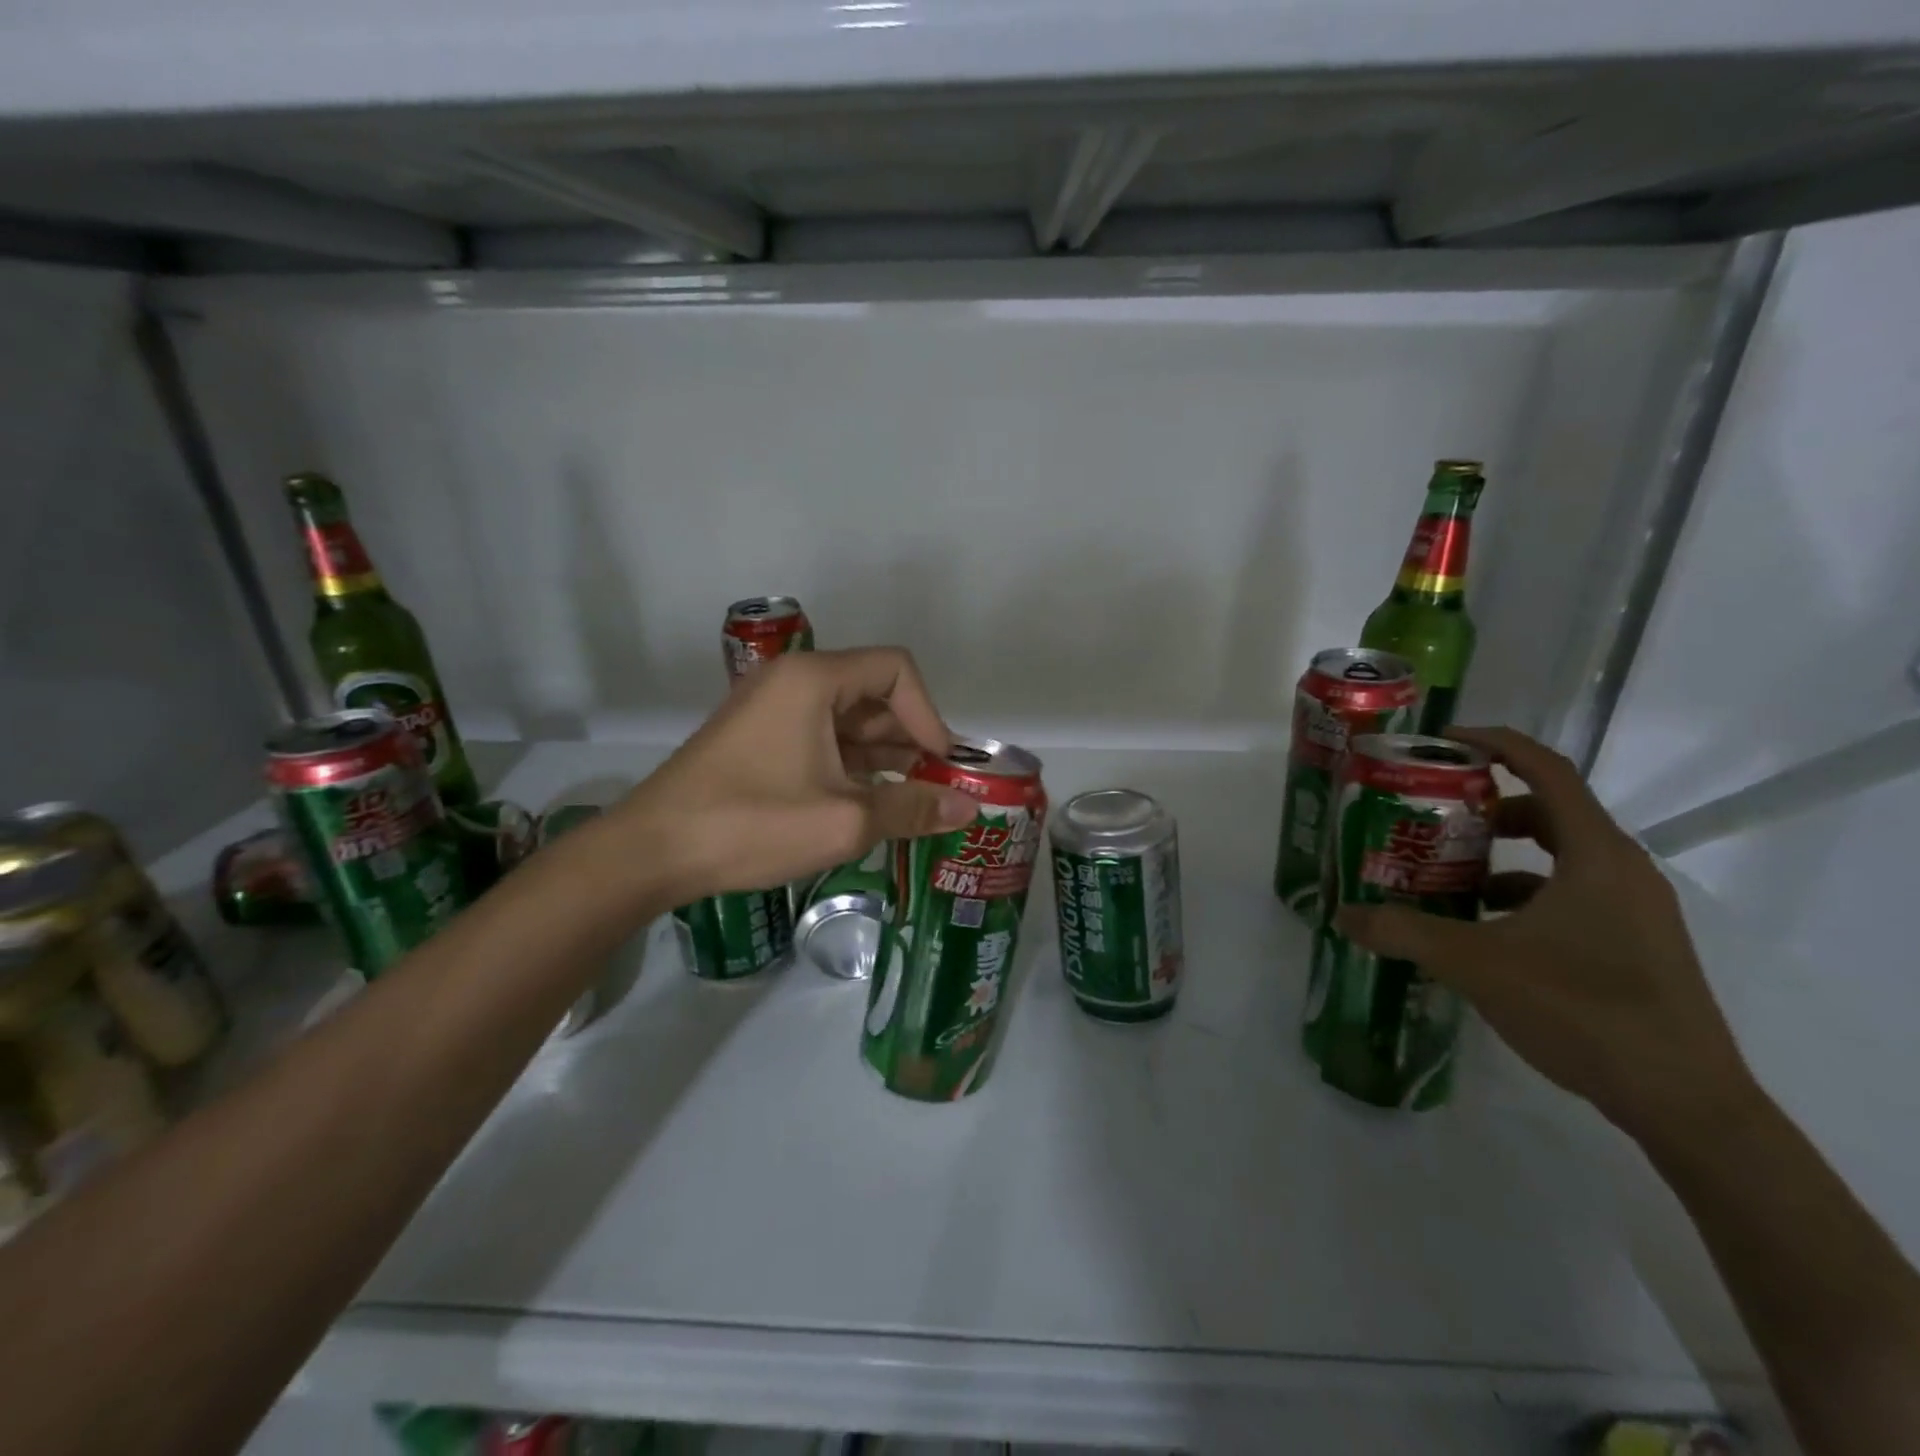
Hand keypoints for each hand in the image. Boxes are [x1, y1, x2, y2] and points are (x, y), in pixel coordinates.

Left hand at [607, 647, 977, 906]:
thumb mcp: (844, 821)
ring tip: (913, 803)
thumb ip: (912, 808)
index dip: (929, 715)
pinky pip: (822, 738)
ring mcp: (772, 709)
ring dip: (885, 755)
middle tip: (937, 790)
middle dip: (911, 739)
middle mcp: (794, 681)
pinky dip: (852, 765)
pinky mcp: (760, 737)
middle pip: (874, 693)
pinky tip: (871, 803)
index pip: (896, 670)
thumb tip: (969, 810)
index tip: (941, 767)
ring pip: (848, 719)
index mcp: (814, 679)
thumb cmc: (752, 823)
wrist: (652, 851)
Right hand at [1336, 726, 1759, 1141]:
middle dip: (1488, 807)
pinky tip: (1488, 927)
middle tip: (1434, 815)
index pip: (1547, 770)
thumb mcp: (1476, 965)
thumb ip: (1403, 933)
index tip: (1444, 742)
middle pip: (1551, 809)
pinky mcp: (1637, 942)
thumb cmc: (1583, 1010)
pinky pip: (1574, 892)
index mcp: (1595, 855)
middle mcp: (1622, 869)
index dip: (1495, 745)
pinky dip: (1527, 893)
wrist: (1684, 1101)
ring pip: (1562, 855)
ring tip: (1450, 874)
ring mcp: (1636, 908)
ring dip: (1505, 854)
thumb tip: (1343, 915)